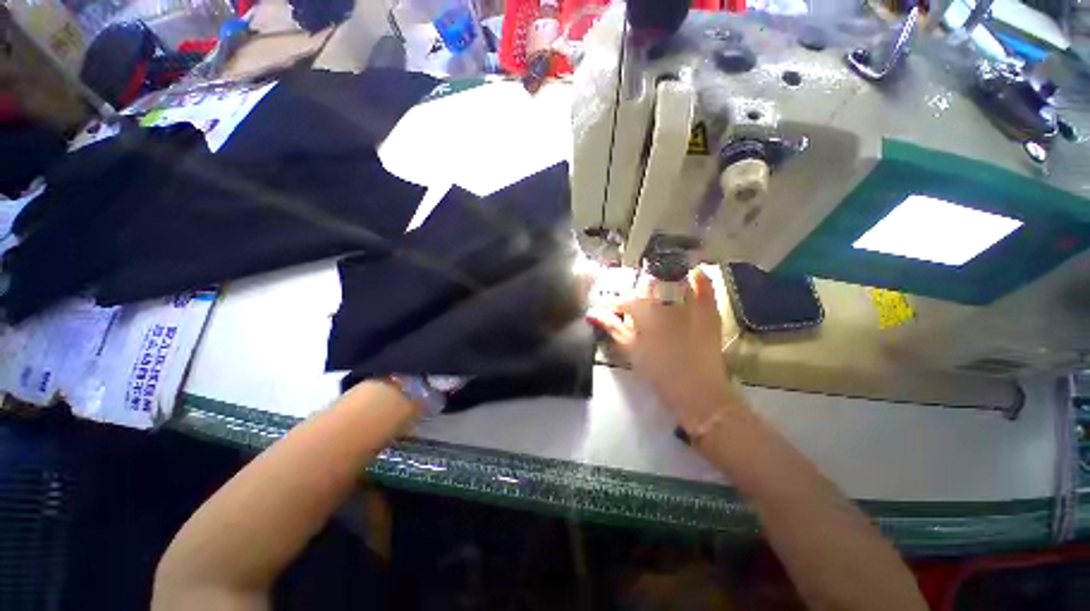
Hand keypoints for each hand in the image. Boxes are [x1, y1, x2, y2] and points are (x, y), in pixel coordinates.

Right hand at [587, 268, 740, 430]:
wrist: (697, 391)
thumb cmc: (658, 371)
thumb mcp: (631, 350)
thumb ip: (612, 327)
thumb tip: (592, 313)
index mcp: (645, 312)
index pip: (626, 300)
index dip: (615, 304)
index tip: (608, 309)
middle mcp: (667, 302)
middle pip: (648, 287)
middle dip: (637, 293)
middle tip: (631, 305)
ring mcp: (690, 305)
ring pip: (674, 282)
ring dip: (663, 281)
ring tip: (655, 289)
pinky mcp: (709, 312)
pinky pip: (706, 288)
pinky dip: (700, 279)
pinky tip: (694, 273)